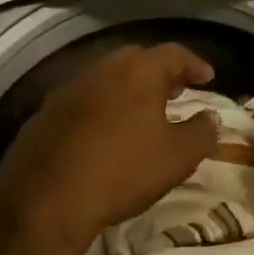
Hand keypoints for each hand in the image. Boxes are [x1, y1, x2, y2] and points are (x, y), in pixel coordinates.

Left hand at [0, 43, 220, 251]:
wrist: (46, 201)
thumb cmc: (122, 171)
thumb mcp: (178, 158)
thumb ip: (202, 132)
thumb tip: (210, 118)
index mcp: (137, 72)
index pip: (173, 53)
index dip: (194, 64)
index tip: (207, 78)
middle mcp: (100, 70)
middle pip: (135, 59)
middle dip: (158, 72)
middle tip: (174, 92)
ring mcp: (67, 90)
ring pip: (104, 78)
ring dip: (125, 90)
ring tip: (139, 114)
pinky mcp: (43, 114)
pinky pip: (80, 102)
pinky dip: (98, 109)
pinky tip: (101, 135)